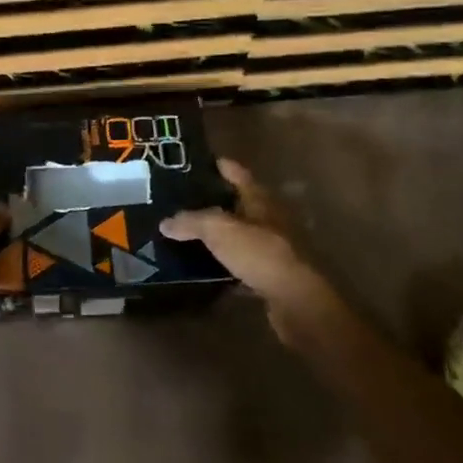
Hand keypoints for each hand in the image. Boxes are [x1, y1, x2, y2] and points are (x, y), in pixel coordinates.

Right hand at [160, 158, 332, 340]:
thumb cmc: (261, 253)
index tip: (207, 160)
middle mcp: (270, 221)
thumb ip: (191, 222)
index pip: (241, 176)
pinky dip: (226, 264)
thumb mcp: (219, 230)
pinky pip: (243, 264)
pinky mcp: (271, 277)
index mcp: (261, 201)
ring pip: (242, 236)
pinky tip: (207, 267)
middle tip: (188, 199)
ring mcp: (273, 250)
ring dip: (222, 234)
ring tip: (192, 233)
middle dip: (219, 201)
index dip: (225, 167)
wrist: (297, 302)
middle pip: (242, 205)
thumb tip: (165, 223)